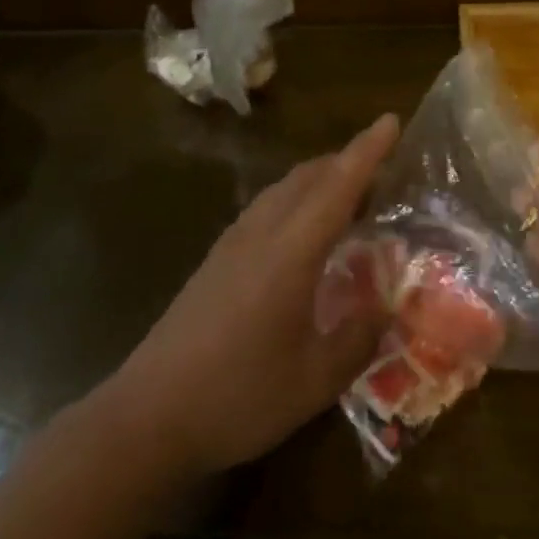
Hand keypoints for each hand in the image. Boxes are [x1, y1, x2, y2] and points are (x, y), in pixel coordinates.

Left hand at [109, 114, 399, 477]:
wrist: (147, 416)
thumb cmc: (238, 397)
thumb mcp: (314, 381)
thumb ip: (357, 339)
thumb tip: (384, 309)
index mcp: (289, 253)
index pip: (337, 187)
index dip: (367, 151)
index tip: (391, 121)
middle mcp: (260, 234)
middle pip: (307, 177)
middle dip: (346, 162)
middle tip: (384, 172)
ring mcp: (231, 245)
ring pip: (282, 190)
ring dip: (319, 180)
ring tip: (350, 198)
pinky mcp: (215, 261)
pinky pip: (265, 209)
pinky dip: (295, 201)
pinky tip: (304, 234)